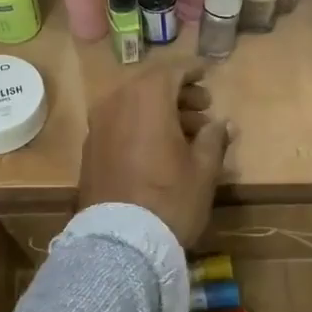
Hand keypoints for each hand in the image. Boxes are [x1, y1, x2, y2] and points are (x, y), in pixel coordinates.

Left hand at [79, 63, 234, 247]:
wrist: (120, 242)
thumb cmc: (170, 199)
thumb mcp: (203, 170)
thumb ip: (213, 139)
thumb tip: (222, 124)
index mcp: (147, 99)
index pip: (172, 71)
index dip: (193, 70)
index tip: (209, 73)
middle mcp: (116, 103)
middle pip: (150, 86)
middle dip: (178, 93)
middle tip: (204, 107)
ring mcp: (98, 126)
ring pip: (133, 105)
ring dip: (159, 110)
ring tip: (187, 131)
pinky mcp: (90, 149)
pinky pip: (119, 123)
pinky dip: (140, 125)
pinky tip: (159, 147)